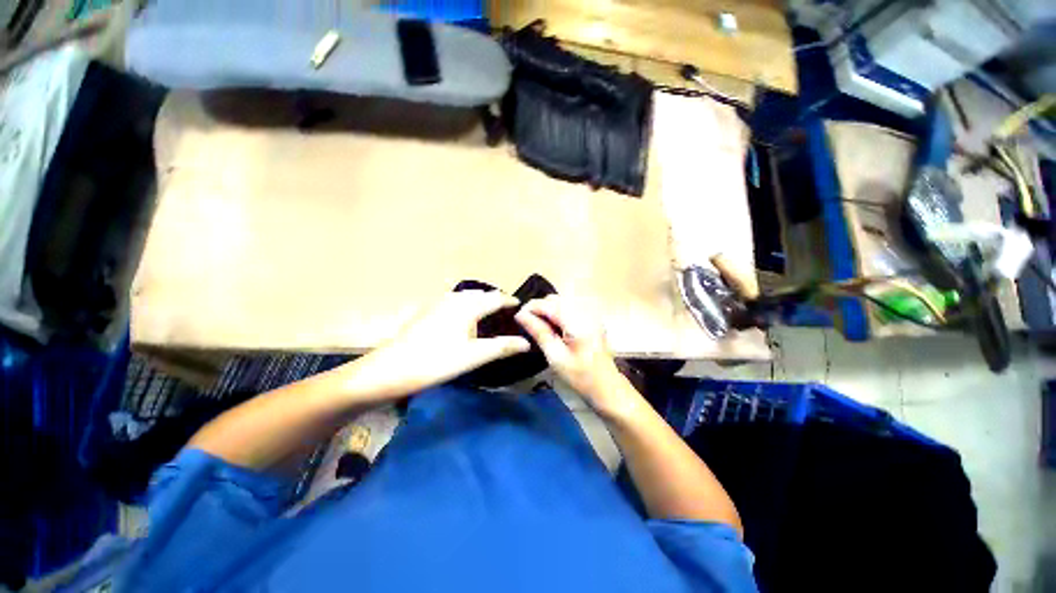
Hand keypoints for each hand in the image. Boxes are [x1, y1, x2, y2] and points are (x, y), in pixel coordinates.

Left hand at [349, 291, 530, 397]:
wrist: (389, 369)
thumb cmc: (436, 362)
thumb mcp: (474, 357)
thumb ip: (502, 347)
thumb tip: (527, 343)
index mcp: (467, 307)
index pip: (495, 298)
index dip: (509, 301)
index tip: (521, 306)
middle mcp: (453, 299)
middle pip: (480, 294)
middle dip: (495, 299)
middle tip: (507, 312)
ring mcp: (437, 304)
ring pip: (465, 297)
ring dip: (479, 301)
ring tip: (488, 313)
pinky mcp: (426, 312)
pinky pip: (453, 301)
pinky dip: (465, 305)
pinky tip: (462, 318)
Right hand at [515, 296, 639, 418]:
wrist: (607, 388)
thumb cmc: (580, 377)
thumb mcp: (555, 357)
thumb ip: (539, 332)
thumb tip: (520, 315)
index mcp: (577, 322)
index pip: (548, 304)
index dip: (530, 307)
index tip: (517, 318)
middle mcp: (585, 312)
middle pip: (555, 299)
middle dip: (538, 308)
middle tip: (527, 324)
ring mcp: (590, 315)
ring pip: (561, 302)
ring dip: (547, 310)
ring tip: (538, 326)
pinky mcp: (591, 319)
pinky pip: (569, 308)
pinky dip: (557, 313)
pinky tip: (552, 328)